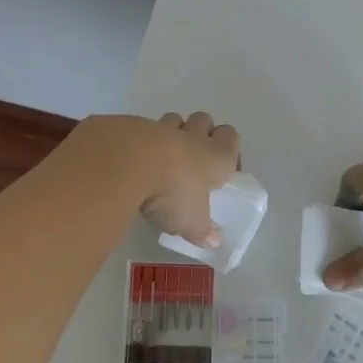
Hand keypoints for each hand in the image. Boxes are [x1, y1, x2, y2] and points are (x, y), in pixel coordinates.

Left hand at [139, 111, 240, 246]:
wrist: (131, 162)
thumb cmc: (174, 192)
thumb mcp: (191, 221)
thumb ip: (202, 230)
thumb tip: (214, 242)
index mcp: (216, 156)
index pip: (231, 138)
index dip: (227, 148)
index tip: (220, 168)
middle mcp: (193, 137)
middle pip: (203, 120)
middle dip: (199, 133)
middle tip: (191, 160)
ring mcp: (162, 128)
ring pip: (174, 120)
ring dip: (170, 133)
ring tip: (161, 159)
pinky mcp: (133, 126)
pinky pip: (143, 129)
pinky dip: (141, 141)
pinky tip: (134, 161)